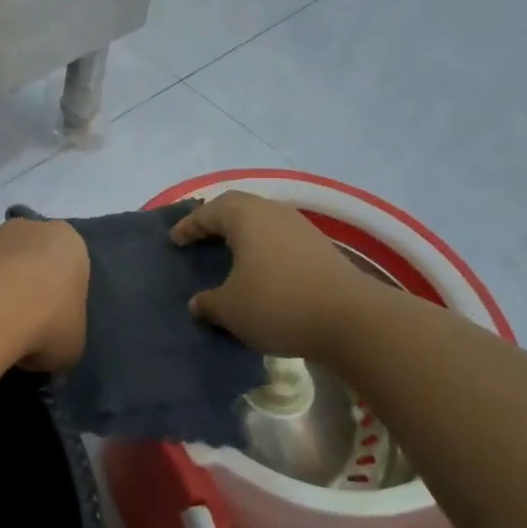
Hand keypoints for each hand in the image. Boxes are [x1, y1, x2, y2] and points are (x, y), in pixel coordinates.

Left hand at [0, 217, 88, 373]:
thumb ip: (64, 341)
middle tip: (25, 324)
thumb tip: (46, 354)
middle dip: (26, 284)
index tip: (54, 323)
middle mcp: (29, 229)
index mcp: (67, 243)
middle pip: (30, 257)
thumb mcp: (72, 346)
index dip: (62, 295)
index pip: (70, 264)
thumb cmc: (49, 321)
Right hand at [170, 191, 363, 359]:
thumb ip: (208, 303)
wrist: (351, 320)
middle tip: (200, 237)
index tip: (175, 239)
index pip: (208, 213)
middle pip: (238, 208)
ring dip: (243, 234)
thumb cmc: (278, 304)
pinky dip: (263, 248)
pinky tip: (260, 269)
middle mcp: (273, 212)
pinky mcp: (320, 248)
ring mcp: (301, 228)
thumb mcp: (231, 309)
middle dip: (216, 221)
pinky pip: (280, 239)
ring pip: (262, 222)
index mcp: (245, 217)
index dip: (188, 226)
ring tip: (229, 253)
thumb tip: (198, 303)